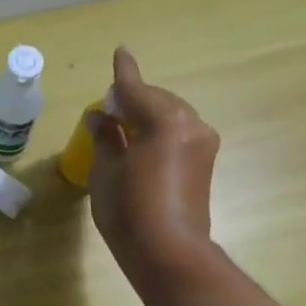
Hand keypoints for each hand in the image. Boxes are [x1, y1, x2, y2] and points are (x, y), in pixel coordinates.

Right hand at [88, 46, 220, 292]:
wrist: (169, 253)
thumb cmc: (129, 210)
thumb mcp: (106, 171)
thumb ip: (105, 137)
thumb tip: (101, 117)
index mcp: (164, 120)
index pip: (136, 89)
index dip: (123, 74)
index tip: (120, 52)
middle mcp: (190, 124)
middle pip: (156, 100)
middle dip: (133, 100)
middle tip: (108, 110)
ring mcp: (202, 144)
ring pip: (169, 117)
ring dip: (146, 117)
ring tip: (122, 129)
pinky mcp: (204, 164)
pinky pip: (177, 135)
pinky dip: (158, 133)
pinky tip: (141, 145)